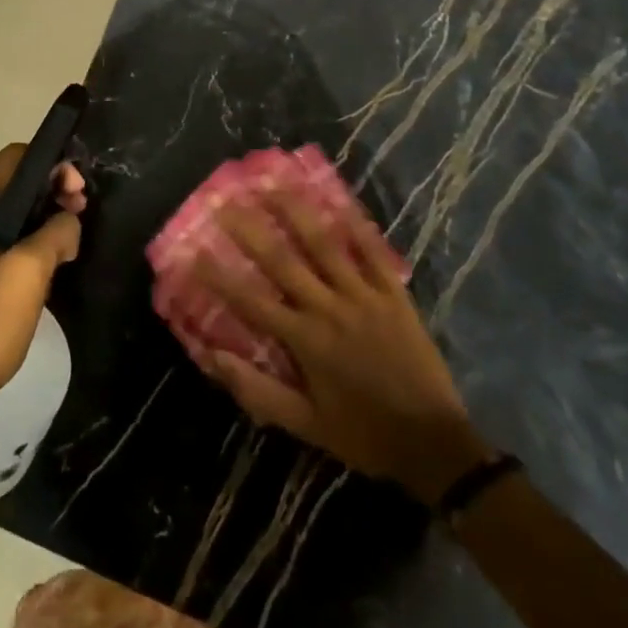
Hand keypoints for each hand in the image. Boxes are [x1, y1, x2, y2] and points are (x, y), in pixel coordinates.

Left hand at [0, 145, 87, 427]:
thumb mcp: (31, 271)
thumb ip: (57, 231)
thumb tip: (68, 221)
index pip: (12, 159)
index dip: (51, 166)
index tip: (79, 191)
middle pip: (8, 183)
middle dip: (48, 192)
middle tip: (80, 213)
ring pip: (3, 211)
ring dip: (38, 217)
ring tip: (70, 237)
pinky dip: (21, 237)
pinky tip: (46, 257)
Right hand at [192, 192, 490, 504]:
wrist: (434, 444)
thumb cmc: (364, 433)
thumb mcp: (307, 426)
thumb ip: (259, 392)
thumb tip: (214, 358)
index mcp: (306, 340)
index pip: (252, 301)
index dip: (220, 277)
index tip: (193, 252)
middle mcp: (330, 307)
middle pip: (283, 260)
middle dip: (250, 229)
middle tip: (225, 200)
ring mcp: (364, 295)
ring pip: (325, 244)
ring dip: (296, 212)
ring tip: (274, 183)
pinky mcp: (394, 293)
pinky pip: (373, 251)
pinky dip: (356, 223)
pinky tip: (339, 199)